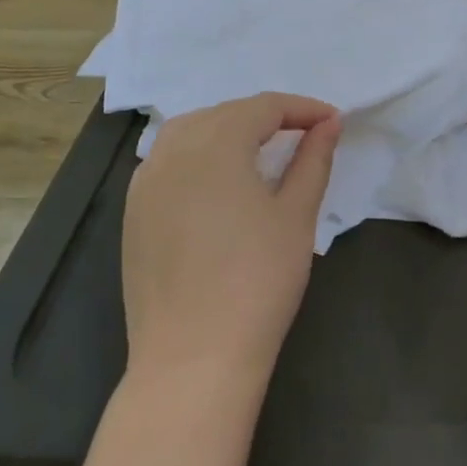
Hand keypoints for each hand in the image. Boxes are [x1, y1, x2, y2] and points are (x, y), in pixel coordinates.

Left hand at [122, 93, 340, 387]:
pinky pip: (167, 161)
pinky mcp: (133, 214)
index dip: (302, 108)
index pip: (264, 107)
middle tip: (303, 136)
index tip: (333, 121)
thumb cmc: (258, 280)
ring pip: (189, 132)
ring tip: (261, 149)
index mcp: (216, 144)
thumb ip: (313, 159)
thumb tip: (329, 123)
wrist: (193, 358)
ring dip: (228, 129)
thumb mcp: (297, 215)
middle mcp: (173, 151)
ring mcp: (145, 183)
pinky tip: (217, 181)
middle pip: (225, 113)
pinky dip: (197, 155)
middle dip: (267, 116)